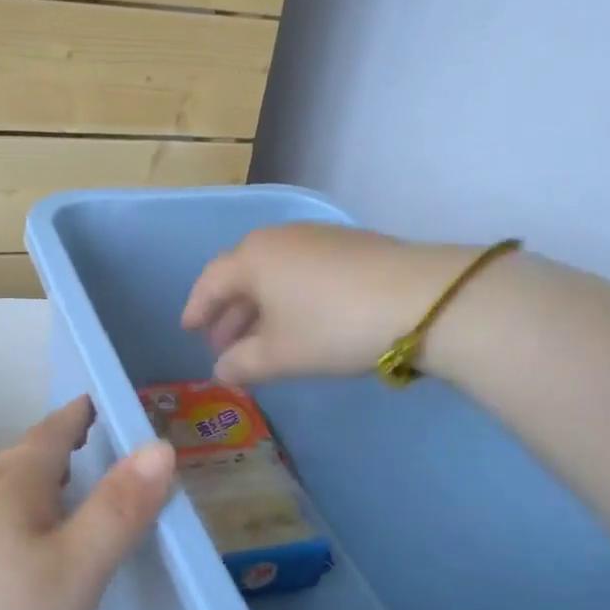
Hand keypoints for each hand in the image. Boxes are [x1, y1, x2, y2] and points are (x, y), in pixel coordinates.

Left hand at [0, 397, 173, 609]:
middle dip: (62, 441)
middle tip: (99, 437)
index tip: (107, 399)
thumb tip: (160, 445)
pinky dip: (30, 510)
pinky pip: (3, 518)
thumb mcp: (78, 566)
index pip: (53, 430)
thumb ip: (119, 507)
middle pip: (27, 455)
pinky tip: (37, 541)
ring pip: (11, 488)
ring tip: (75, 482)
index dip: (80, 412)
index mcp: (16, 484)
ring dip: (44, 475)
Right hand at [183, 223, 457, 381]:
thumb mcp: (280, 354)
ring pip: (273, 273)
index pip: (210, 282)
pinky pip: (301, 271)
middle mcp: (278, 238)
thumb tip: (221, 371)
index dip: (196, 309)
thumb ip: (242, 364)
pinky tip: (300, 321)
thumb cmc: (333, 326)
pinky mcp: (348, 245)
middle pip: (241, 275)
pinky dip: (289, 297)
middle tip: (223, 345)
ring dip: (259, 306)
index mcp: (251, 258)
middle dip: (228, 312)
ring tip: (260, 339)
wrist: (421, 299)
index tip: (188, 331)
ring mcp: (316, 237)